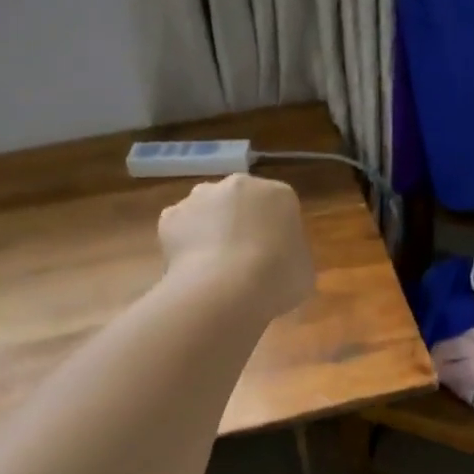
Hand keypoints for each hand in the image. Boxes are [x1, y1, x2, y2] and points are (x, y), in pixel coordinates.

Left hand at [158, 173, 314, 321]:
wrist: (226, 289)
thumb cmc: (278, 279)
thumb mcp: (303, 270)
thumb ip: (290, 256)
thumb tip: (277, 261)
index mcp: (280, 194)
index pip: (280, 207)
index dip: (276, 234)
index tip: (274, 258)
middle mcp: (240, 184)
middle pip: (241, 202)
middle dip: (241, 224)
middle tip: (243, 261)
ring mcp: (201, 196)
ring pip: (207, 211)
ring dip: (210, 230)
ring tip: (213, 268)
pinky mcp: (170, 215)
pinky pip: (180, 228)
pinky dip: (183, 245)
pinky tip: (190, 270)